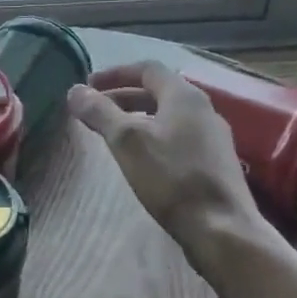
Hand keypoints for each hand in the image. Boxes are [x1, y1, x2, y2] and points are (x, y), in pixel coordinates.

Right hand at [67, 61, 272, 258]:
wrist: (221, 228)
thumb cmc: (171, 177)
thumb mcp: (127, 141)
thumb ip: (101, 112)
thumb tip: (75, 90)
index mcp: (185, 96)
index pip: (147, 69)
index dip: (115, 73)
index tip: (89, 84)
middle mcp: (204, 109)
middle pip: (159, 91)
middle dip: (124, 96)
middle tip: (96, 109)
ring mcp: (214, 137)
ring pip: (169, 116)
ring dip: (138, 117)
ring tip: (114, 133)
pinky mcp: (215, 163)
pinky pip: (179, 137)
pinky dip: (154, 136)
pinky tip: (143, 158)